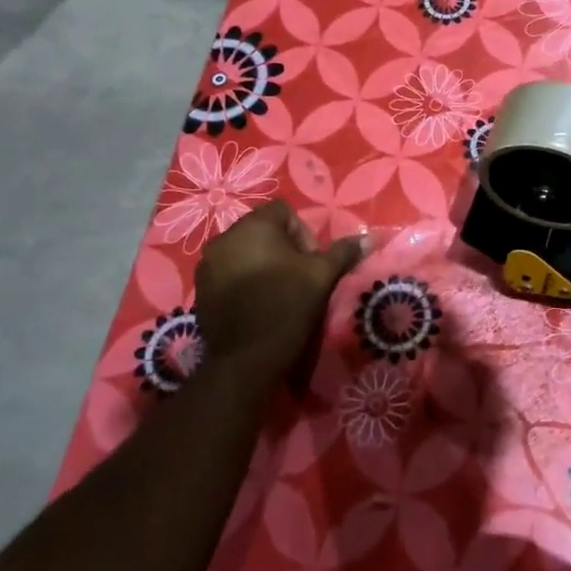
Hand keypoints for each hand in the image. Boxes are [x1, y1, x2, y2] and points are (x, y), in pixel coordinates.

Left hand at [193, 201, 365, 391]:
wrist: (245, 359)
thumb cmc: (287, 306)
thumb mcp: (322, 276)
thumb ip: (344, 252)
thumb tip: (370, 237)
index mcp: (254, 226)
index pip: (283, 211)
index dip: (303, 233)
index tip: (310, 262)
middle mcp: (225, 237)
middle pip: (262, 230)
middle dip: (283, 248)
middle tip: (297, 276)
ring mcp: (208, 264)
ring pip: (244, 251)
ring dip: (262, 263)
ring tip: (277, 290)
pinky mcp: (200, 288)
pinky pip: (228, 271)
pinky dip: (244, 280)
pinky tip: (257, 303)